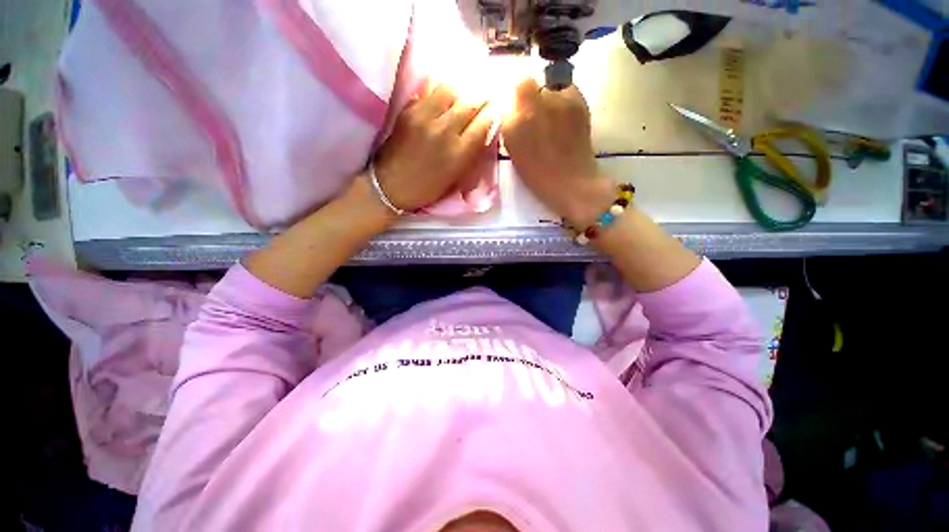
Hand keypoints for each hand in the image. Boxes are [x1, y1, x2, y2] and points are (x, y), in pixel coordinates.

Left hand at [372, 84, 493, 211]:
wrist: (391, 186)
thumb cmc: (427, 188)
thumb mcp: (456, 177)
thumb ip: (471, 153)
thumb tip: (484, 130)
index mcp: (459, 153)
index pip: (484, 123)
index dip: (491, 115)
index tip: (492, 113)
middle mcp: (445, 131)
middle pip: (470, 102)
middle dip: (479, 100)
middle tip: (480, 102)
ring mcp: (425, 118)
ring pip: (450, 90)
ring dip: (458, 95)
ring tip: (456, 102)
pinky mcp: (408, 111)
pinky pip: (429, 94)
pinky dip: (438, 96)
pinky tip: (438, 105)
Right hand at [501, 78, 612, 226]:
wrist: (571, 182)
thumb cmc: (539, 175)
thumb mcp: (514, 154)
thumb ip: (511, 128)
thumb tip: (514, 111)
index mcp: (516, 123)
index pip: (513, 93)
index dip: (516, 103)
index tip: (519, 115)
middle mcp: (536, 104)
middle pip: (528, 83)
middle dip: (529, 97)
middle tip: (535, 117)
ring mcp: (560, 100)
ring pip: (549, 86)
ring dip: (548, 99)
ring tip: (554, 120)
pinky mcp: (579, 101)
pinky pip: (567, 90)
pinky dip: (564, 100)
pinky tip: (567, 119)